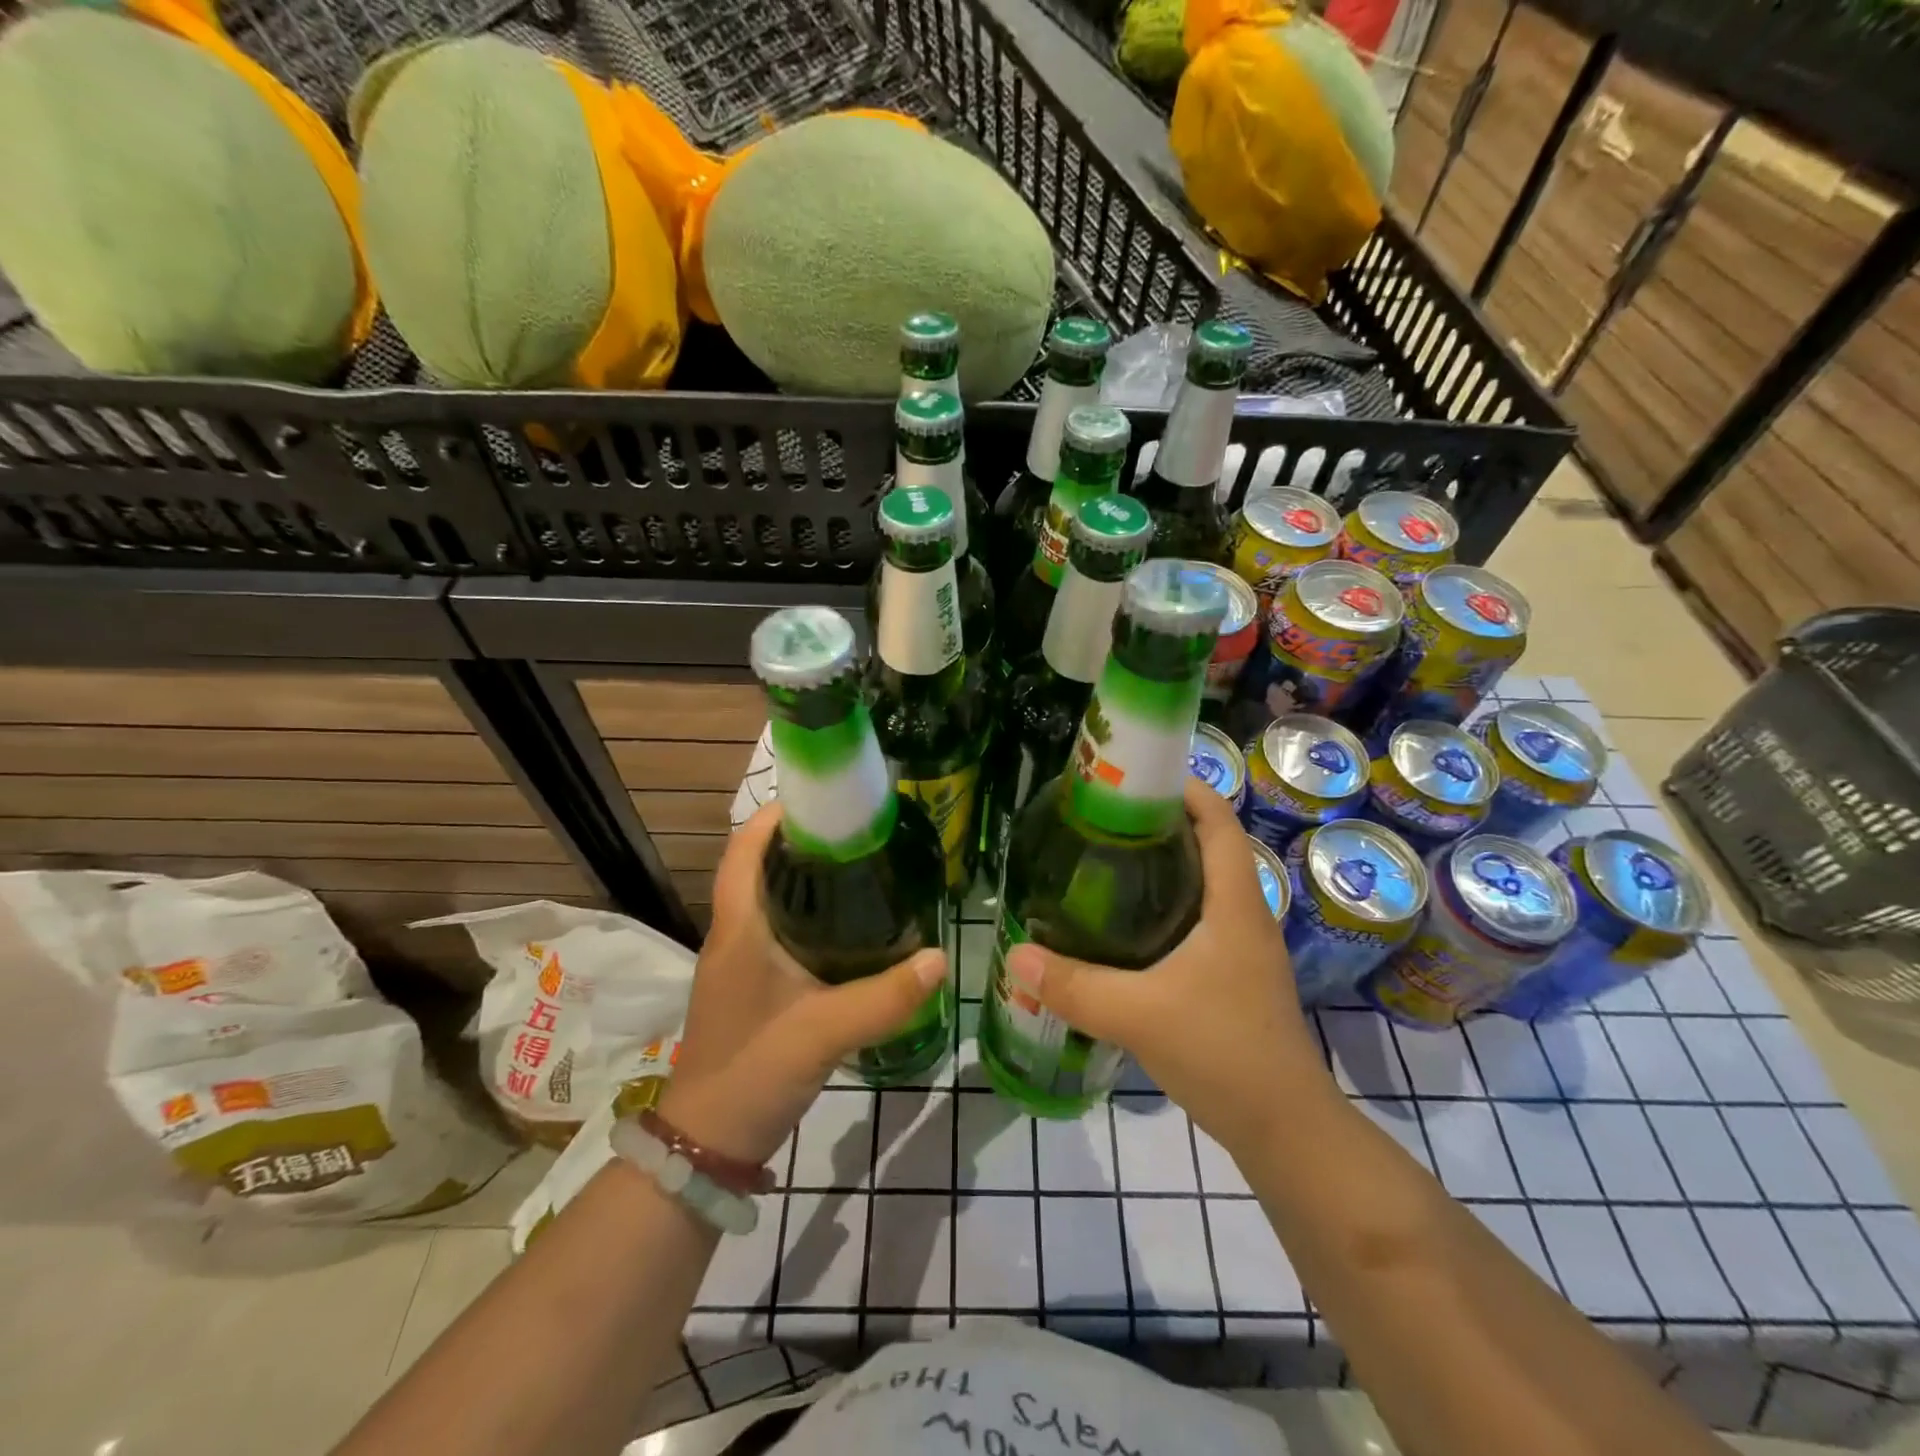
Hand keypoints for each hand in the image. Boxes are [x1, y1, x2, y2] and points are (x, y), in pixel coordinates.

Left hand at [657, 802, 946, 1166]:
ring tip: (862, 867)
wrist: (708, 1143)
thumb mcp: (822, 1032)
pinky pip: (781, 931)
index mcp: (739, 928)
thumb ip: (883, 997)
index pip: (744, 850)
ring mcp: (741, 963)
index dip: (775, 816)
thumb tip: (940, 958)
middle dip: (803, 841)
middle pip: (761, 867)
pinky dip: (810, 914)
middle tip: (859, 831)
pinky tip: (851, 927)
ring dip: (806, 877)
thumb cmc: (751, 1071)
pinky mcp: (754, 987)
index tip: (823, 799)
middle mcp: (735, 935)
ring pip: (772, 900)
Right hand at [1004, 778, 1332, 1154]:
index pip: (1218, 821)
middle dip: (1161, 823)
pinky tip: (1125, 925)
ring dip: (1163, 865)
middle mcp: (1244, 915)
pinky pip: (1198, 920)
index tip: (1135, 775)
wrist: (1284, 1130)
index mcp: (1234, 904)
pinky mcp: (1233, 977)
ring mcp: (1242, 948)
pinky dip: (1165, 905)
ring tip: (1105, 860)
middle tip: (1102, 818)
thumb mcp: (1139, 1015)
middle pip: (1208, 846)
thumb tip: (1016, 956)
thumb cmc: (1224, 1053)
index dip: (1184, 787)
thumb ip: (1074, 986)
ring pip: (1202, 885)